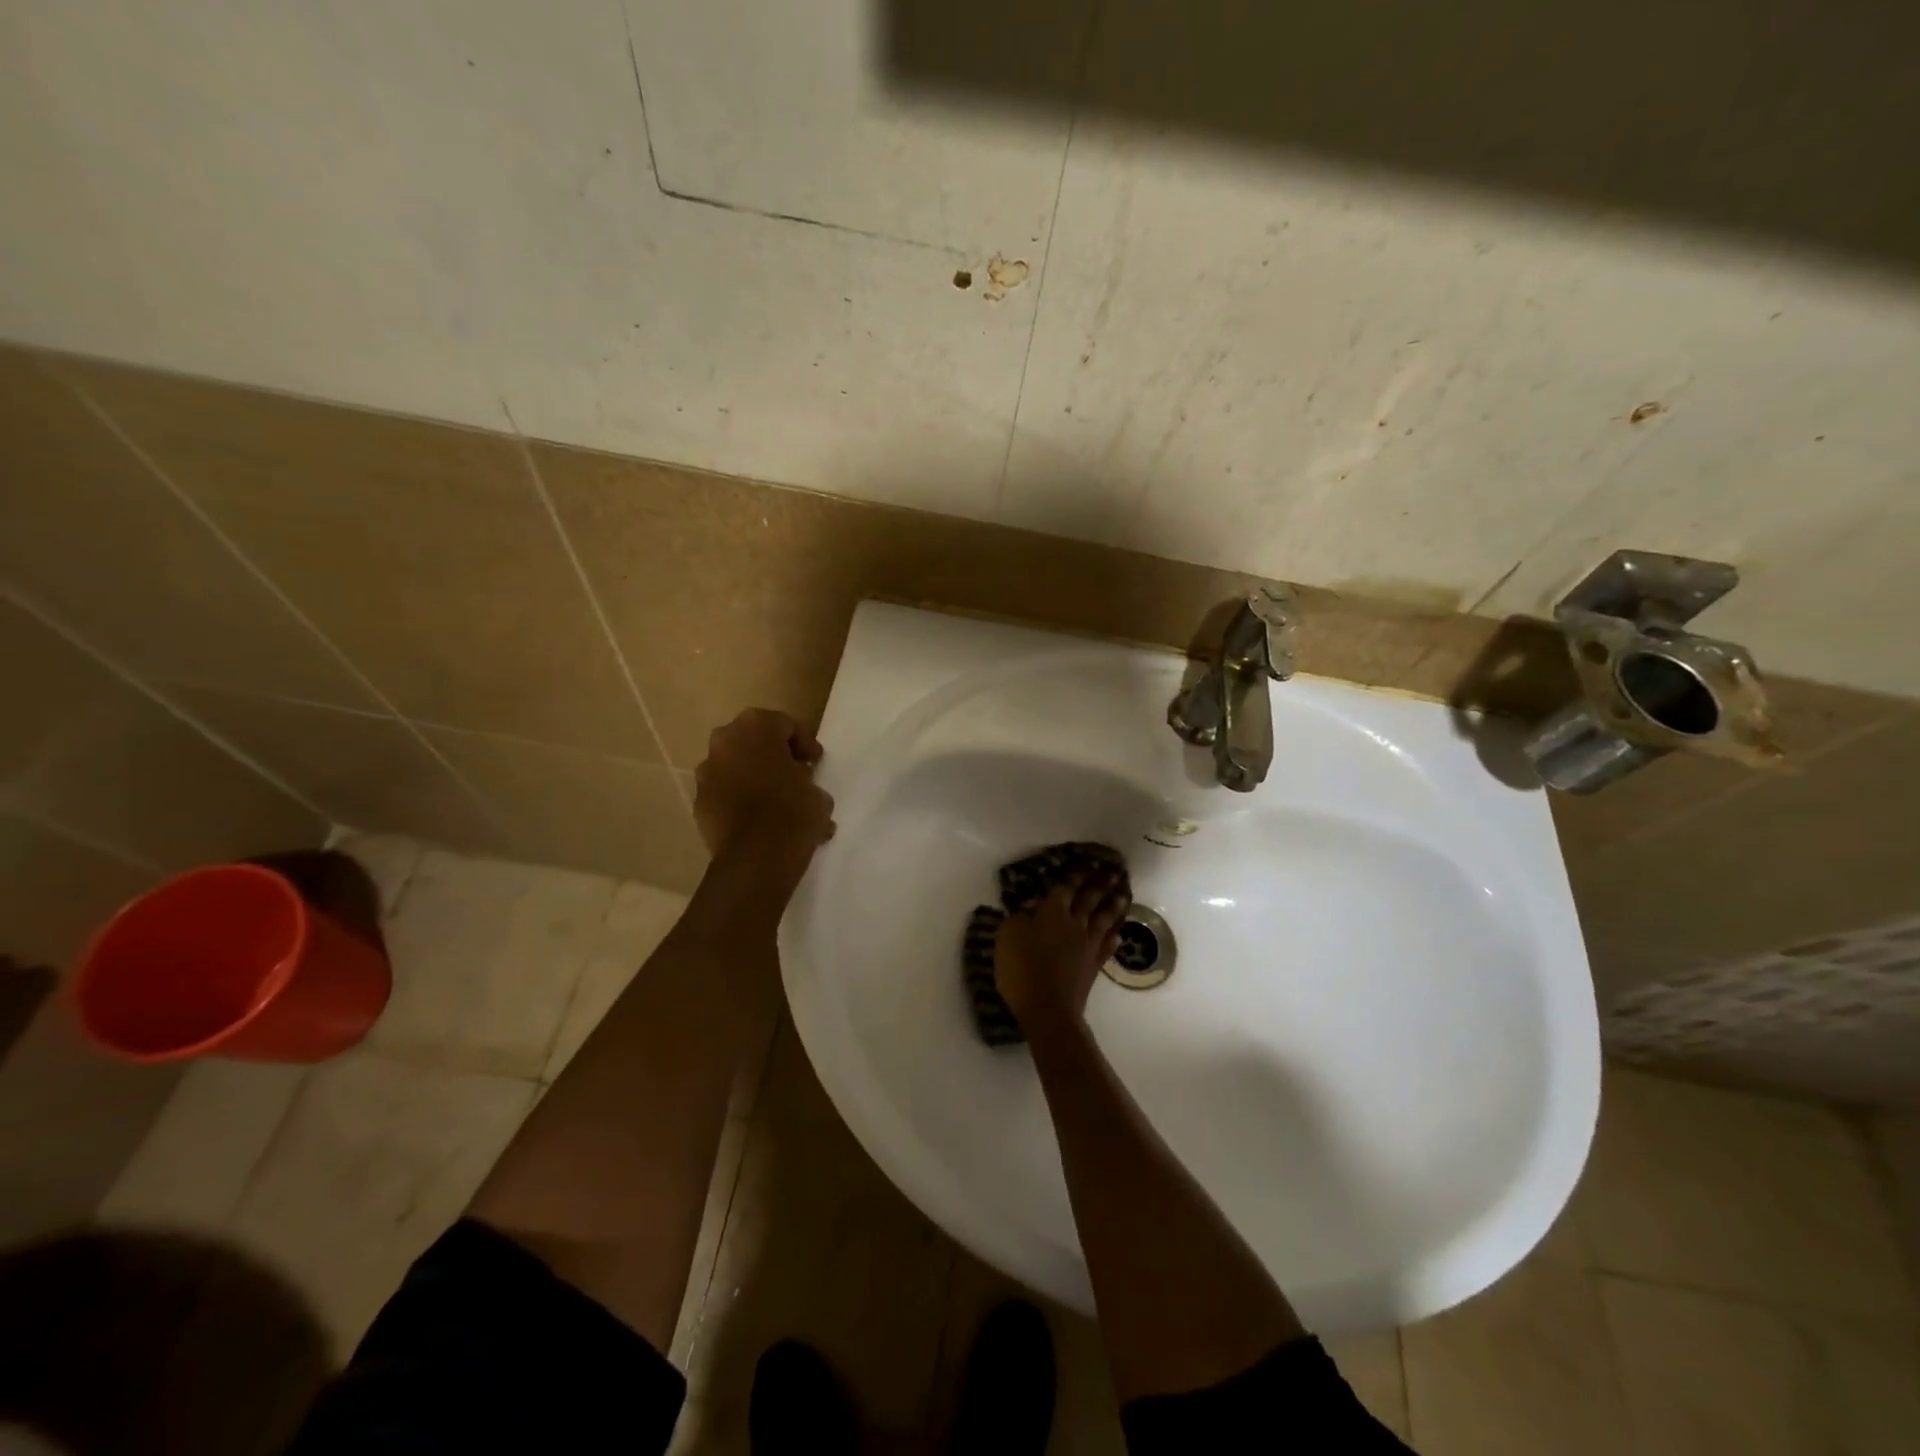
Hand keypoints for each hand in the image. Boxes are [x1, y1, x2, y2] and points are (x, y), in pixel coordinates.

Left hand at [693, 709, 835, 859]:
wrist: (756, 857)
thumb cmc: (793, 812)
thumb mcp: (816, 791)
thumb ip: (805, 777)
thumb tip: (798, 783)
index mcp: (756, 727)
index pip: (784, 724)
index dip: (803, 743)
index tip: (815, 762)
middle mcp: (725, 741)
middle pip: (752, 739)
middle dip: (772, 754)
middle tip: (793, 773)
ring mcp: (706, 772)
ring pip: (734, 765)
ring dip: (752, 776)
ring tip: (774, 799)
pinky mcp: (698, 802)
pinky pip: (723, 792)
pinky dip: (737, 799)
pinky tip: (757, 819)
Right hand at [995, 870, 1130, 1030]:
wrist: (1048, 1009)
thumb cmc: (1022, 969)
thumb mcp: (1007, 936)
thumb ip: (1018, 917)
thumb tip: (1030, 907)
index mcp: (1052, 912)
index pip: (1066, 887)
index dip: (1076, 874)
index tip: (1088, 862)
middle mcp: (1074, 923)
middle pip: (1090, 899)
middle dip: (1102, 883)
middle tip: (1115, 871)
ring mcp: (1087, 945)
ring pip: (1104, 920)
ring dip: (1114, 905)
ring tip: (1124, 894)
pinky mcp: (1093, 966)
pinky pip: (1107, 947)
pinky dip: (1114, 938)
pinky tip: (1119, 934)